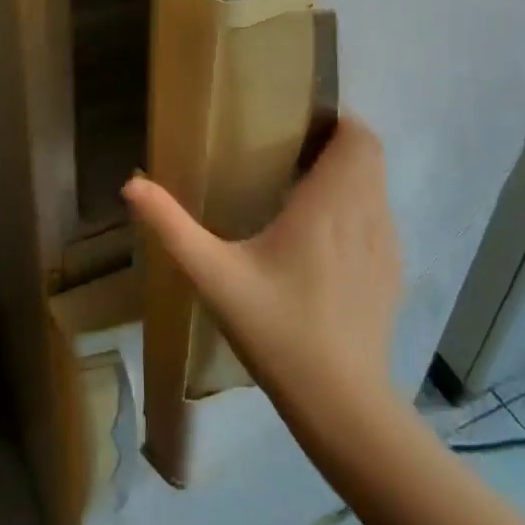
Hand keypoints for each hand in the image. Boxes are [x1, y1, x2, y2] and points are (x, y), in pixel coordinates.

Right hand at [123, 117, 401, 429]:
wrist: (342, 404)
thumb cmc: (277, 329)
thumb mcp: (214, 276)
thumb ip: (172, 226)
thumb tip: (132, 184)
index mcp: (330, 204)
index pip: (358, 136)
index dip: (335, 119)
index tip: (296, 123)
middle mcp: (368, 214)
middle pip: (369, 154)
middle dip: (336, 143)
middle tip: (288, 152)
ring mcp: (387, 245)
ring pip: (376, 185)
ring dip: (347, 174)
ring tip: (301, 188)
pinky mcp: (392, 273)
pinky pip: (379, 216)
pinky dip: (357, 207)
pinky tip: (321, 237)